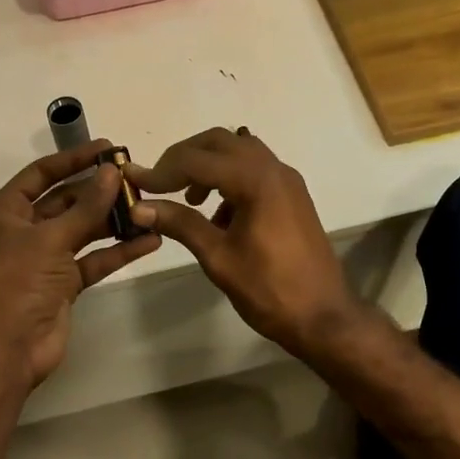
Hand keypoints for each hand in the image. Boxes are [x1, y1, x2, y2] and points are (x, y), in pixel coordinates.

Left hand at [0, 141, 160, 390]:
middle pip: (66, 200)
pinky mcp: (64, 283)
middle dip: (99, 190)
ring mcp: (45, 257)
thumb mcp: (51, 238)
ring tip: (149, 207)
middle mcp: (24, 230)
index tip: (108, 148)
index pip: (42, 174)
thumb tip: (113, 172)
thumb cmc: (18, 282)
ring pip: (83, 229)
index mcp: (6, 212)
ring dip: (113, 220)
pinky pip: (94, 259)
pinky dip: (118, 251)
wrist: (8, 349)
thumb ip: (87, 206)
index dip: (73, 159)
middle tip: (136, 178)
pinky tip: (150, 241)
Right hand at [128, 128, 367, 360]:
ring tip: (186, 198)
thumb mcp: (218, 257)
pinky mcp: (292, 195)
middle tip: (159, 182)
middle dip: (184, 157)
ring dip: (208, 165)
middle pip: (219, 141)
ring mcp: (287, 180)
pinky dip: (229, 178)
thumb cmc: (269, 289)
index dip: (162, 170)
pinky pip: (254, 169)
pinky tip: (216, 214)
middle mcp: (274, 168)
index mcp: (256, 180)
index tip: (135, 183)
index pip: (197, 160)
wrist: (324, 316)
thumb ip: (180, 224)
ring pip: (239, 151)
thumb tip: (139, 207)